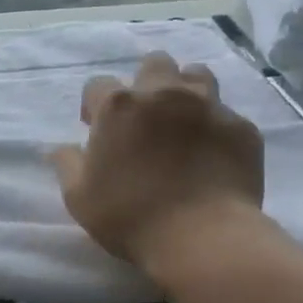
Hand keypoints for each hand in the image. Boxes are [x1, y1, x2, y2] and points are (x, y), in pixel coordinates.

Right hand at [51, 52, 266, 278]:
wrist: (203, 238)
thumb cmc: (130, 217)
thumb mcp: (79, 198)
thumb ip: (67, 164)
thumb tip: (60, 147)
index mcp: (119, 106)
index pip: (98, 85)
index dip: (94, 106)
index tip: (97, 129)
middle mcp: (163, 93)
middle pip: (154, 64)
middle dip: (145, 83)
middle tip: (143, 118)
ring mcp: (208, 106)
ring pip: (196, 74)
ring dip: (185, 90)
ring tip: (182, 122)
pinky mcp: (241, 127)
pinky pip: (226, 114)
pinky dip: (215, 127)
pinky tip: (212, 153)